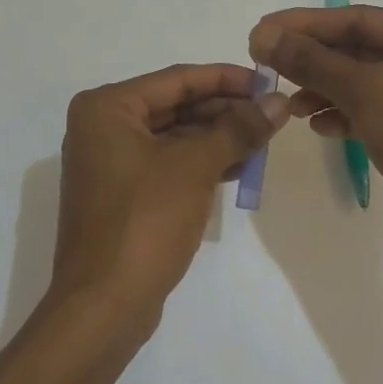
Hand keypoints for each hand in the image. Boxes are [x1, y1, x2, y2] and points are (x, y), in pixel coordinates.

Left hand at [49, 63, 289, 329]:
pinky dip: (203, 163)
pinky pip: (169, 164)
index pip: (177, 79)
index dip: (227, 78)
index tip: (269, 81)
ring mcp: (111, 163)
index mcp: (107, 108)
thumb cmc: (145, 221)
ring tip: (264, 140)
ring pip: (175, 137)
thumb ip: (238, 128)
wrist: (104, 305)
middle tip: (273, 114)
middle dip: (225, 110)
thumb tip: (279, 102)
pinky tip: (240, 168)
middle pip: (176, 106)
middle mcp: (103, 128)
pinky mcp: (124, 194)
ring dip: (218, 137)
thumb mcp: (196, 167)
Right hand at [248, 6, 382, 266]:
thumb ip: (311, 61)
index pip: (359, 18)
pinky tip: (320, 126)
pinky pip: (378, 112)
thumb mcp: (365, 91)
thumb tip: (263, 34)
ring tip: (291, 104)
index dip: (305, 24)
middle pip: (362, 50)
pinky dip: (348, 115)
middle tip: (266, 66)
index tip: (261, 31)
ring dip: (326, 90)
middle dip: (314, 61)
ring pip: (367, 84)